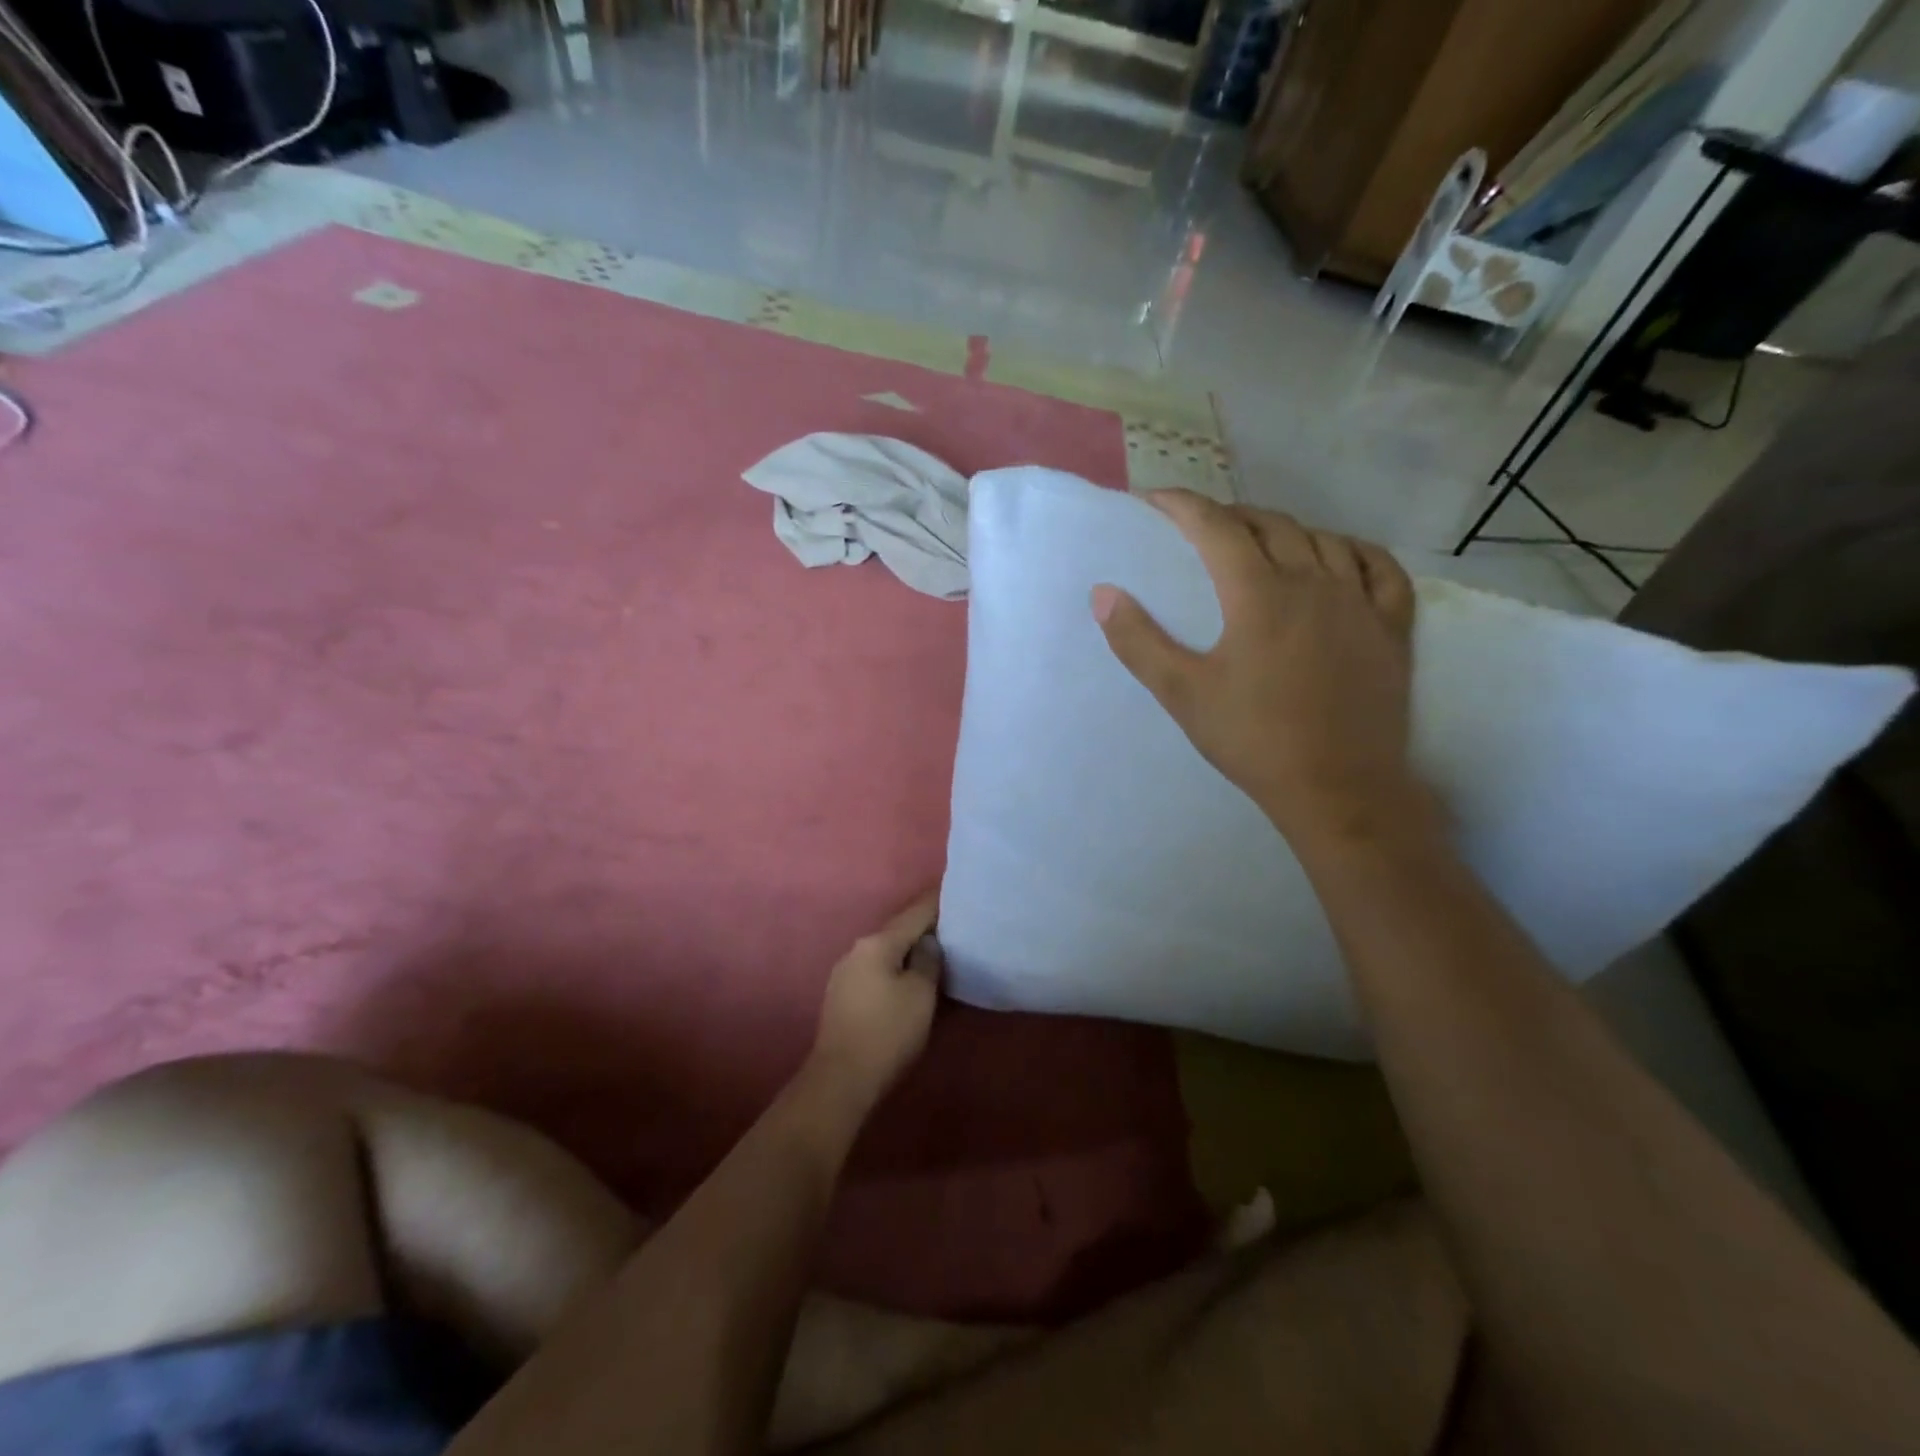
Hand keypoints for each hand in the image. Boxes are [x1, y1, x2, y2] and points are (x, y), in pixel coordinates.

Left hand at [808, 892, 942, 1109]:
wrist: (841, 1079)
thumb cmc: (888, 1032)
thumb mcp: (920, 994)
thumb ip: (927, 960)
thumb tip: (927, 944)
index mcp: (877, 943)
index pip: (915, 913)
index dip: (938, 902)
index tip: (956, 891)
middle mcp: (857, 950)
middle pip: (898, 931)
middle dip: (923, 928)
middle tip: (953, 926)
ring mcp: (845, 973)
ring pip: (886, 952)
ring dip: (908, 951)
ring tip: (935, 952)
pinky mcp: (842, 997)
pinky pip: (876, 970)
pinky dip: (895, 968)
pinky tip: (909, 977)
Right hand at [1091, 491, 1426, 848]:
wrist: (1337, 787)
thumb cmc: (1252, 739)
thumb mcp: (1182, 693)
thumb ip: (1139, 641)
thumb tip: (1103, 594)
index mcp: (1258, 593)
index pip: (1216, 528)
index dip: (1183, 506)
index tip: (1154, 499)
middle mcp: (1313, 582)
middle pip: (1270, 524)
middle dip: (1230, 516)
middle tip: (1201, 528)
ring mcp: (1359, 602)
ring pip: (1322, 540)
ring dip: (1285, 530)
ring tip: (1260, 541)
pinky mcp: (1391, 628)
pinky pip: (1381, 569)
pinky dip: (1355, 552)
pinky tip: (1340, 557)